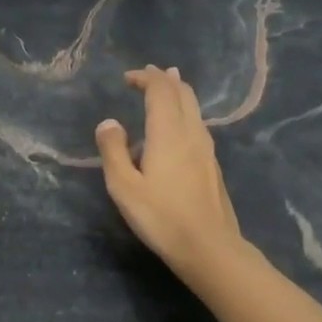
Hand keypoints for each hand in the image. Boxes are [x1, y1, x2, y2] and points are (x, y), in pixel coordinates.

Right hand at [95, 66, 248, 286]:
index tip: (129, 78)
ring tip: (168, 87)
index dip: (146, 78)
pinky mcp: (213, 165)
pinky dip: (185, 113)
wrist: (209, 247)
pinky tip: (179, 127)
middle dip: (165, 79)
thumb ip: (113, 151)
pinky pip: (198, 125)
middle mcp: (191, 133)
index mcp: (168, 132)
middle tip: (149, 74)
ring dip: (178, 93)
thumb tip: (109, 123)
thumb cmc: (161, 217)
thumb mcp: (124, 186)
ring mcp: (206, 149)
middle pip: (183, 93)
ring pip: (195, 109)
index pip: (160, 91)